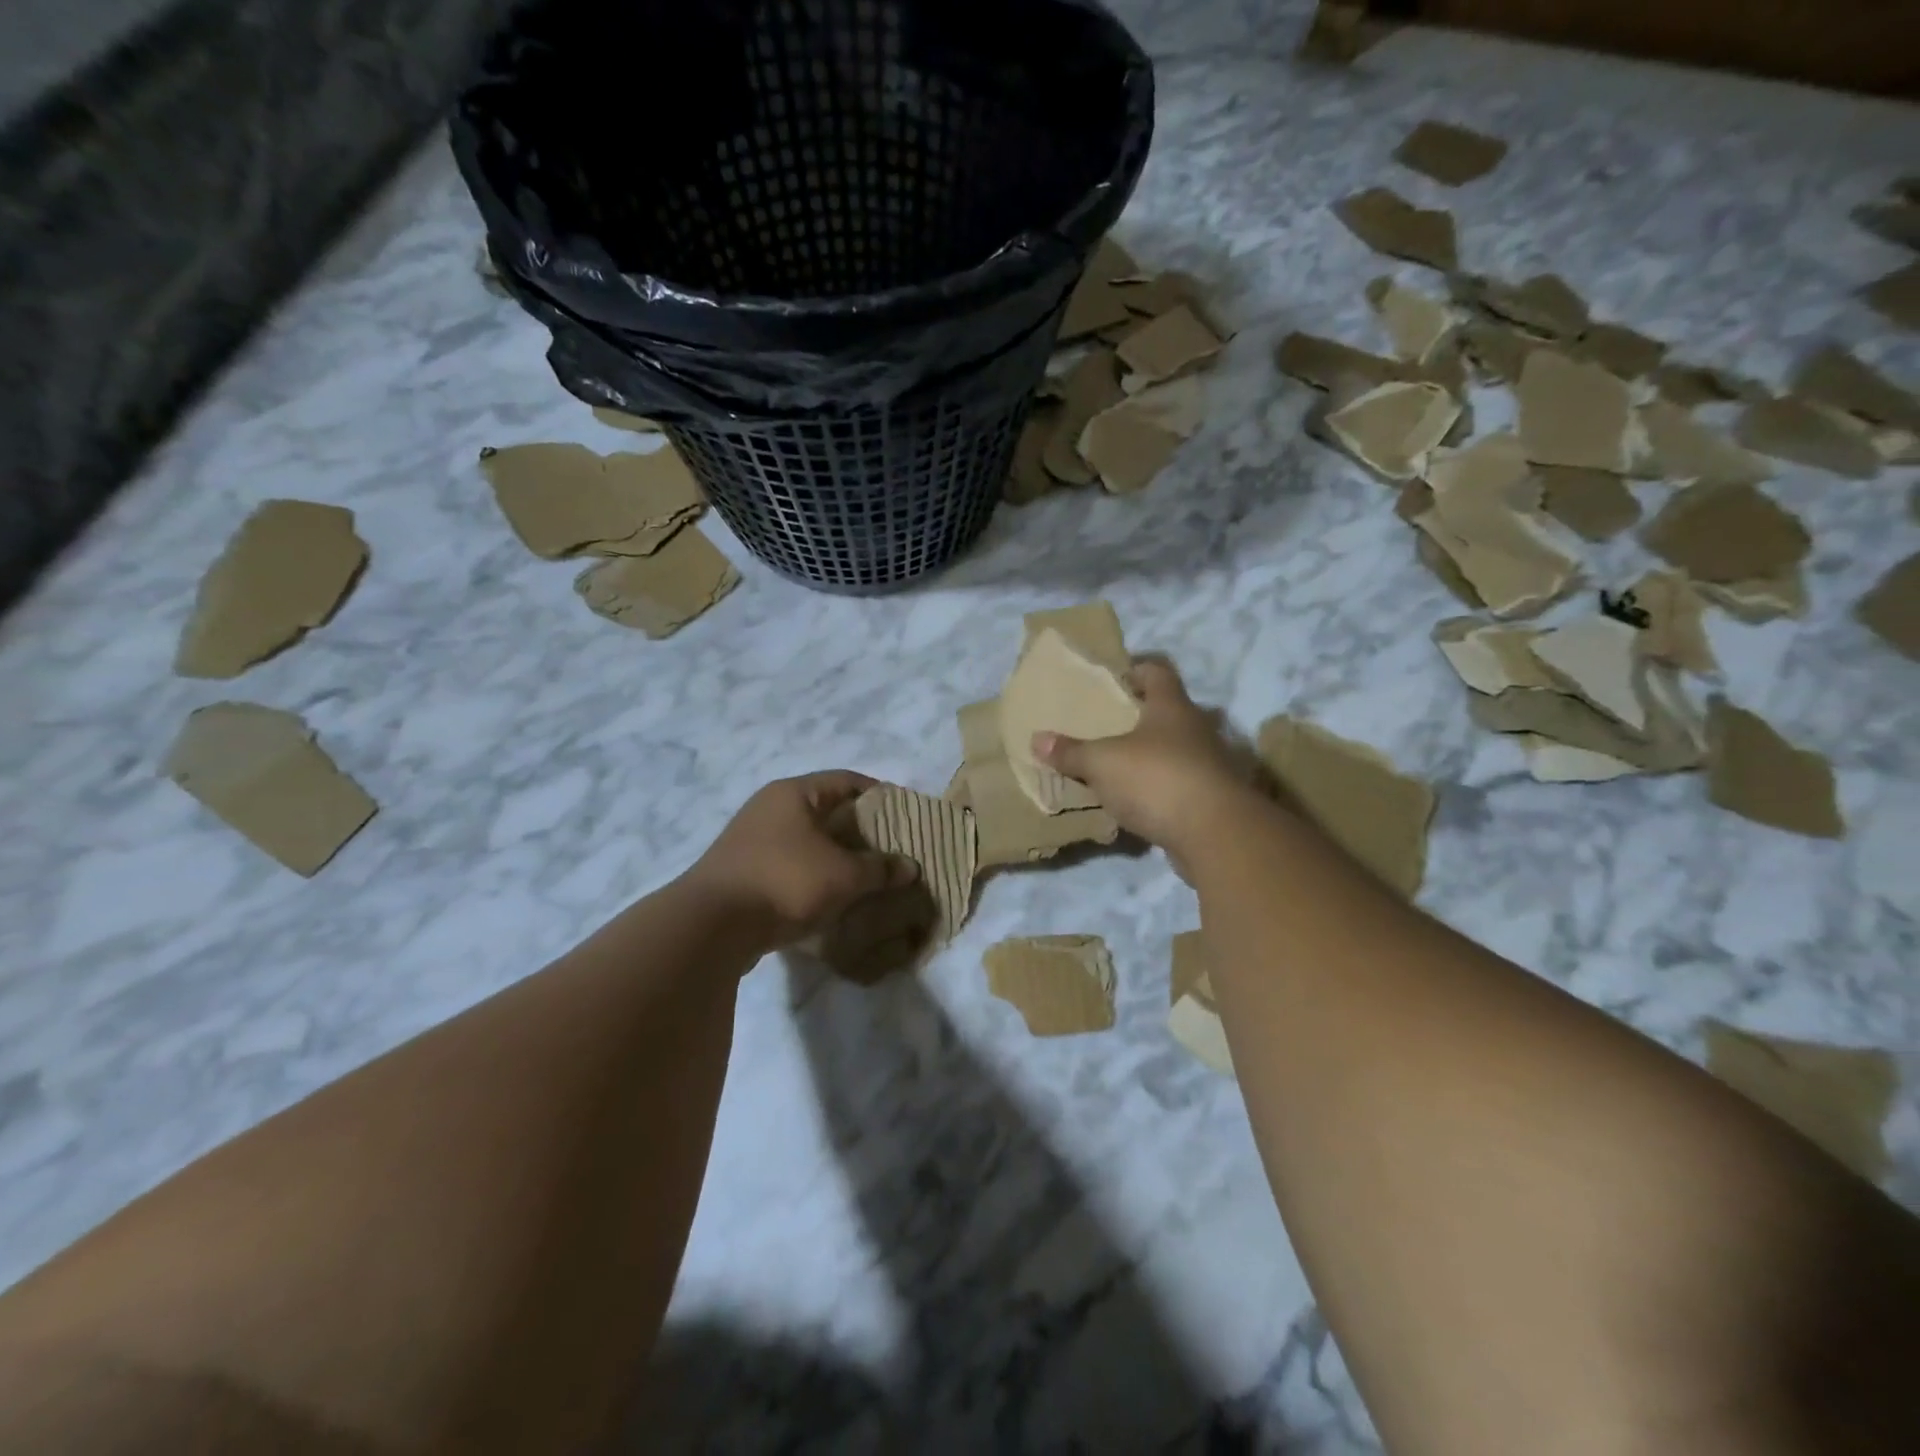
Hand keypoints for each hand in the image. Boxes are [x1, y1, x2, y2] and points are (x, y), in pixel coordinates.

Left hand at [683, 772, 916, 950]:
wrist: (712, 926)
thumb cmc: (785, 881)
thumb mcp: (844, 875)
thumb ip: (880, 868)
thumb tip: (910, 866)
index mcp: (793, 793)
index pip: (846, 781)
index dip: (879, 794)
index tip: (904, 815)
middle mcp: (769, 808)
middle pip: (826, 811)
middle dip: (860, 831)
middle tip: (890, 850)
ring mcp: (752, 841)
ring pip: (807, 841)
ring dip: (836, 856)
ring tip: (866, 876)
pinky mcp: (743, 873)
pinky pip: (790, 866)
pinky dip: (813, 876)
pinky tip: (832, 898)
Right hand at [1034, 660, 1261, 875]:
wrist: (1215, 834)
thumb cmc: (1156, 779)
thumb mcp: (1102, 763)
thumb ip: (1071, 752)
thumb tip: (1036, 739)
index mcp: (1172, 707)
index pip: (1157, 672)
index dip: (1136, 670)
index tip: (1113, 678)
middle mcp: (1195, 729)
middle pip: (1166, 711)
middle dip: (1138, 716)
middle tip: (1105, 724)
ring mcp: (1207, 764)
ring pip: (1174, 749)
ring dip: (1148, 755)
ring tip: (1115, 765)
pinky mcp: (1210, 798)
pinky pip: (1177, 783)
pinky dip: (1157, 787)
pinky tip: (1135, 800)